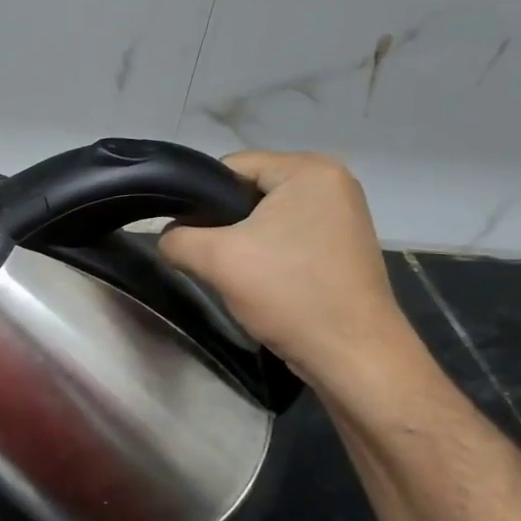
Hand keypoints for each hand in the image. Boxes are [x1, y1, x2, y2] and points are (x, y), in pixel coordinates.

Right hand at [159, 151, 413, 390]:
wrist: (352, 354)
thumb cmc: (289, 293)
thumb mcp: (217, 260)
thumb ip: (177, 239)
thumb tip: (168, 237)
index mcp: (309, 170)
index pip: (232, 166)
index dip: (200, 197)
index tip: (187, 233)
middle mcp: (333, 182)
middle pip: (250, 191)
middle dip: (223, 223)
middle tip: (209, 257)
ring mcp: (343, 216)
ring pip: (268, 218)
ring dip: (244, 242)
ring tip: (233, 272)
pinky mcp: (343, 247)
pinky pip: (289, 237)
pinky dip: (268, 255)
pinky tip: (261, 282)